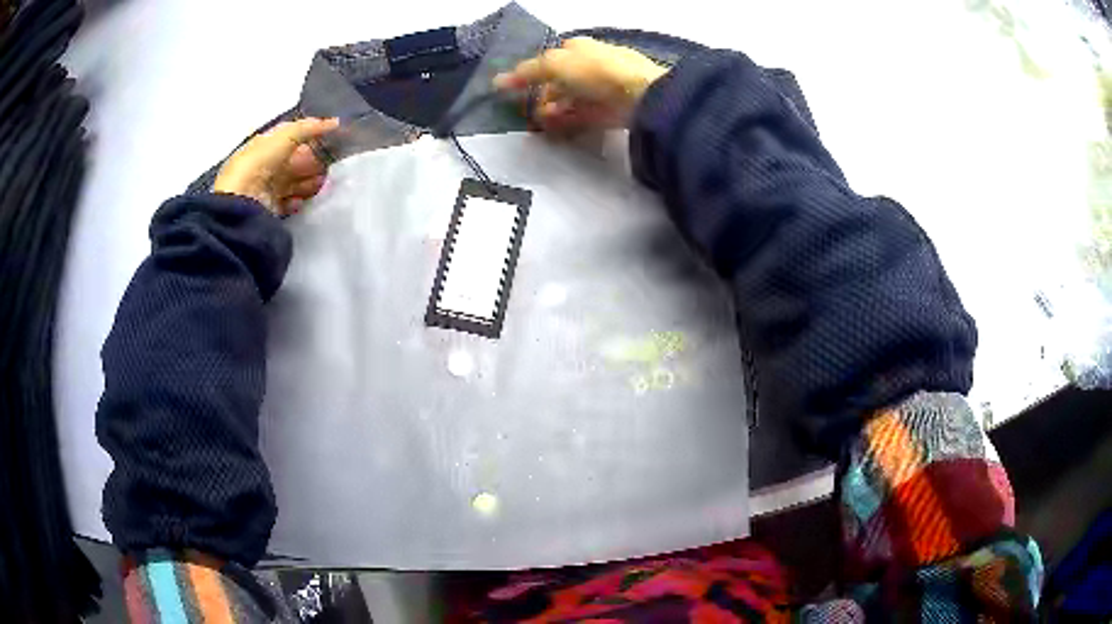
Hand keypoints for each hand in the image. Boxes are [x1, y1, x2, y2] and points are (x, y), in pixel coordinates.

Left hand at [213, 117, 339, 215]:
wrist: (244, 200)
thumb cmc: (261, 161)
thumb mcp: (286, 135)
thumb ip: (310, 127)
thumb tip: (335, 123)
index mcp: (264, 145)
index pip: (289, 139)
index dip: (309, 137)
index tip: (330, 139)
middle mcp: (264, 166)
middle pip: (293, 162)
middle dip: (313, 161)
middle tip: (332, 162)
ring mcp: (266, 189)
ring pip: (293, 183)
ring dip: (309, 181)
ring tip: (325, 181)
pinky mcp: (269, 209)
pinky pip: (288, 203)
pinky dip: (298, 200)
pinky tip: (305, 198)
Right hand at [493, 38, 666, 133]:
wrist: (640, 95)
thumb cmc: (596, 71)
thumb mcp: (555, 64)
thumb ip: (526, 72)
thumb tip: (497, 81)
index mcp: (578, 48)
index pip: (548, 61)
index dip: (530, 76)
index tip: (515, 93)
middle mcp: (588, 66)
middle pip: (557, 84)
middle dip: (541, 99)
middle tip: (528, 114)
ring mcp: (599, 90)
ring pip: (567, 102)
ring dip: (551, 113)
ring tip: (541, 125)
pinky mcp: (607, 113)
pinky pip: (580, 118)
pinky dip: (566, 124)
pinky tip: (554, 132)